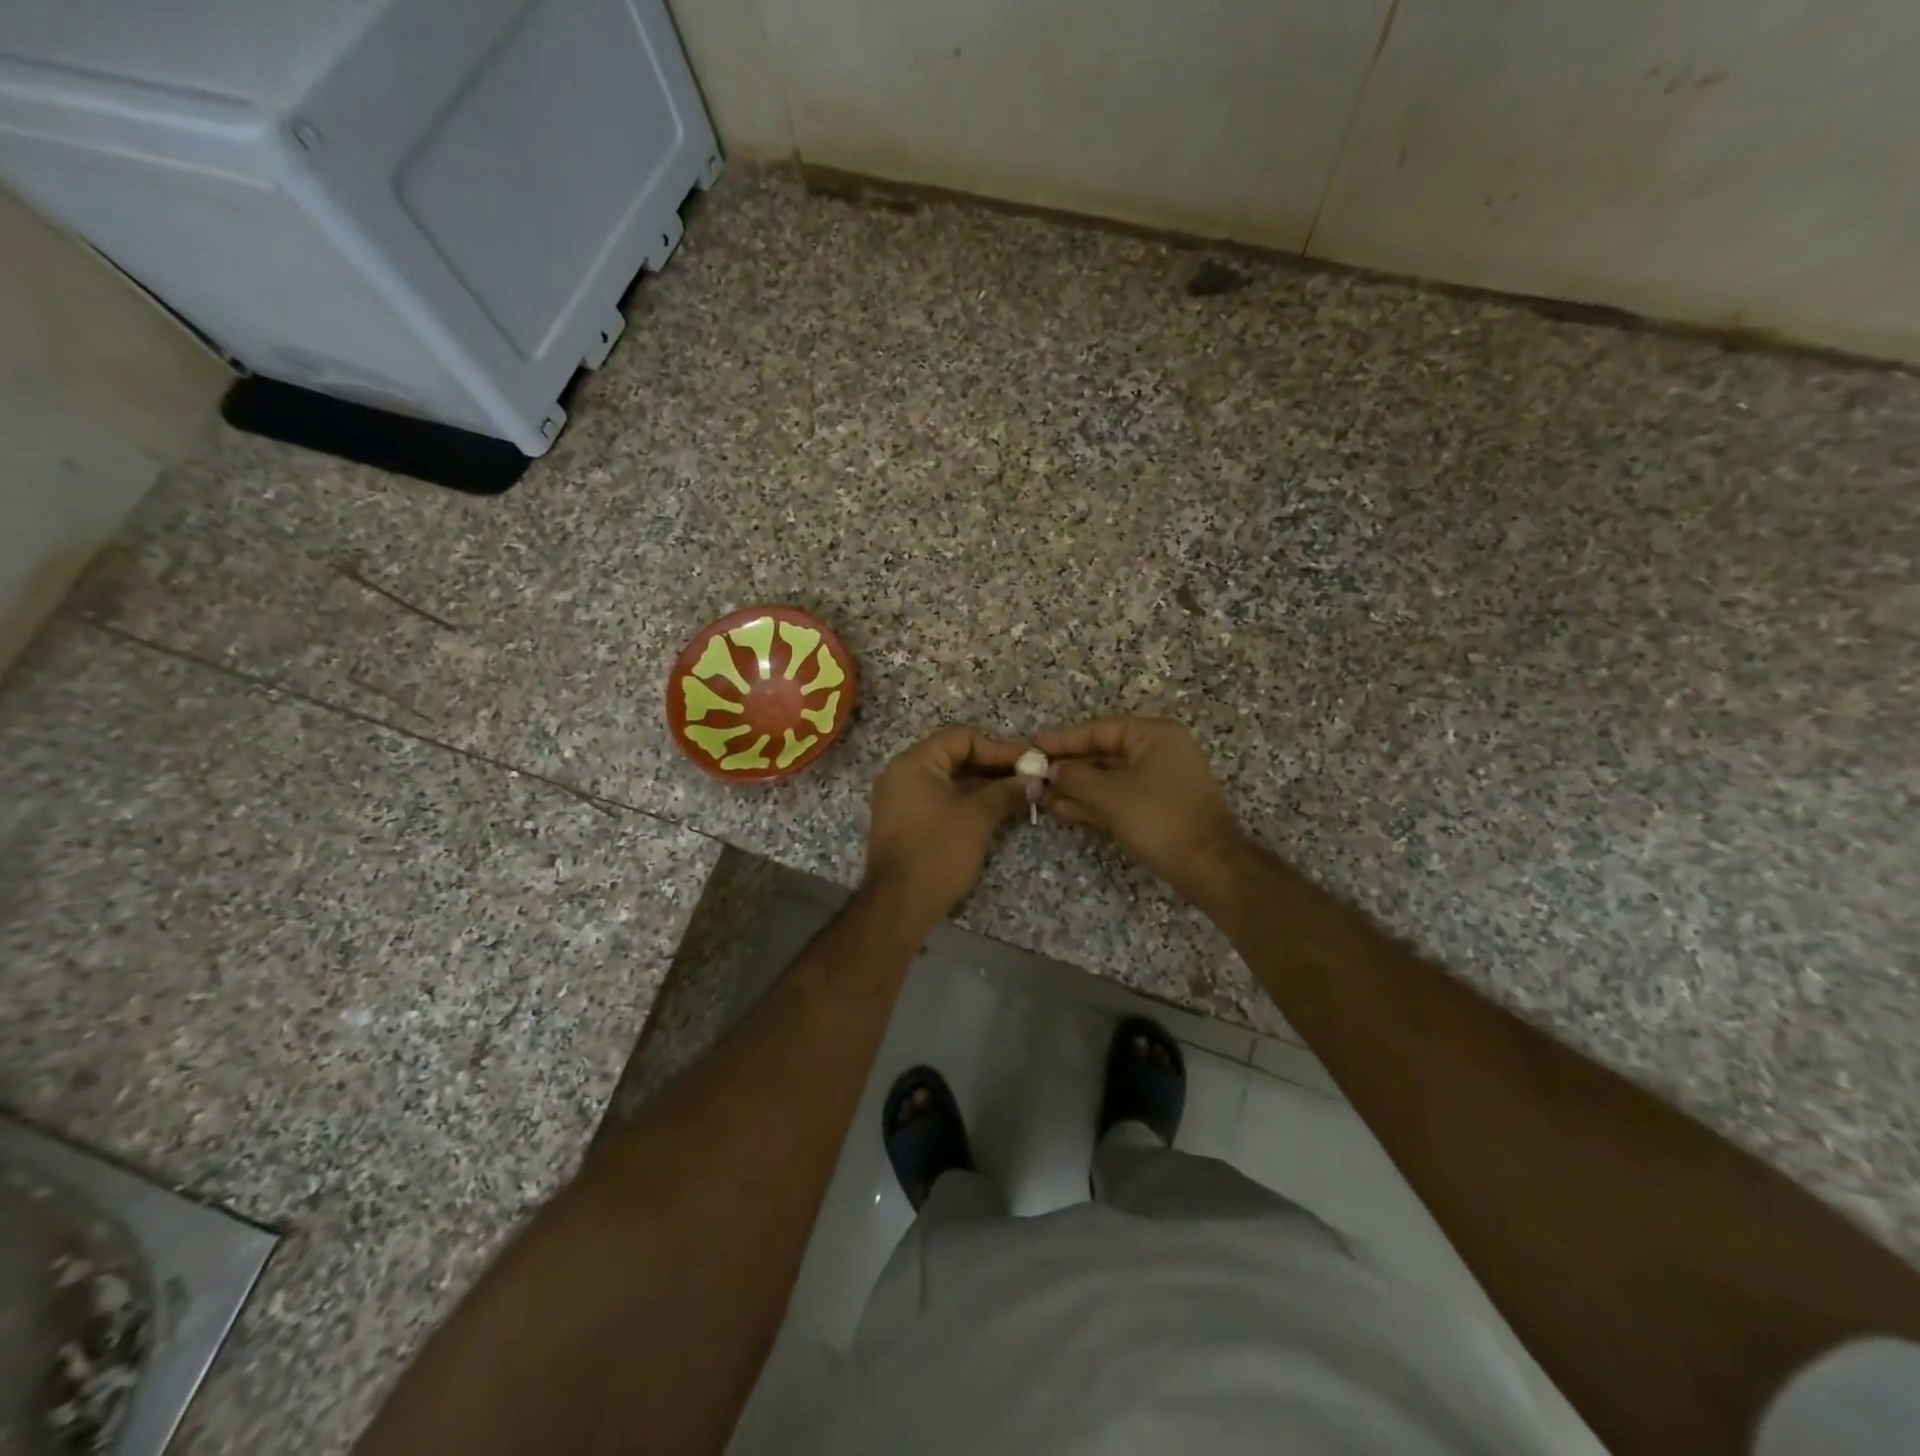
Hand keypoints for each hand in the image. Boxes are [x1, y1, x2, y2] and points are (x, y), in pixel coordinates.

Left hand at [862, 726, 1030, 928]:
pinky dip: (964, 799)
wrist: (900, 904)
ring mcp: (899, 798)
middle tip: (1026, 777)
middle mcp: (901, 773)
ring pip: (947, 779)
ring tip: (1015, 794)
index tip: (1028, 762)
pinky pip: (937, 798)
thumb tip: (1033, 781)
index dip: (999, 748)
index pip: (962, 737)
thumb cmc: (939, 851)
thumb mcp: (979, 817)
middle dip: (992, 766)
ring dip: (981, 784)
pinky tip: (992, 810)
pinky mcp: (903, 821)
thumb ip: (1006, 792)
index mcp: (915, 762)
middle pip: (953, 755)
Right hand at [1035, 717, 1250, 907]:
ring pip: (1107, 779)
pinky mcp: (1155, 810)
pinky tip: (1060, 808)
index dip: (1063, 739)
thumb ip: (1075, 778)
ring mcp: (1158, 783)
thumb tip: (1050, 770)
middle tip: (1031, 773)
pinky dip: (1091, 803)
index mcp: (1154, 736)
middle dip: (1067, 766)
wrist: (1209, 868)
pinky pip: (1117, 799)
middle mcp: (1158, 752)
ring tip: (1038, 795)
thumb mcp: (1111, 795)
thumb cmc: (1160, 820)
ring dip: (1074, 787)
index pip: (1099, 729)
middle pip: (1103, 753)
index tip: (1032, 746)